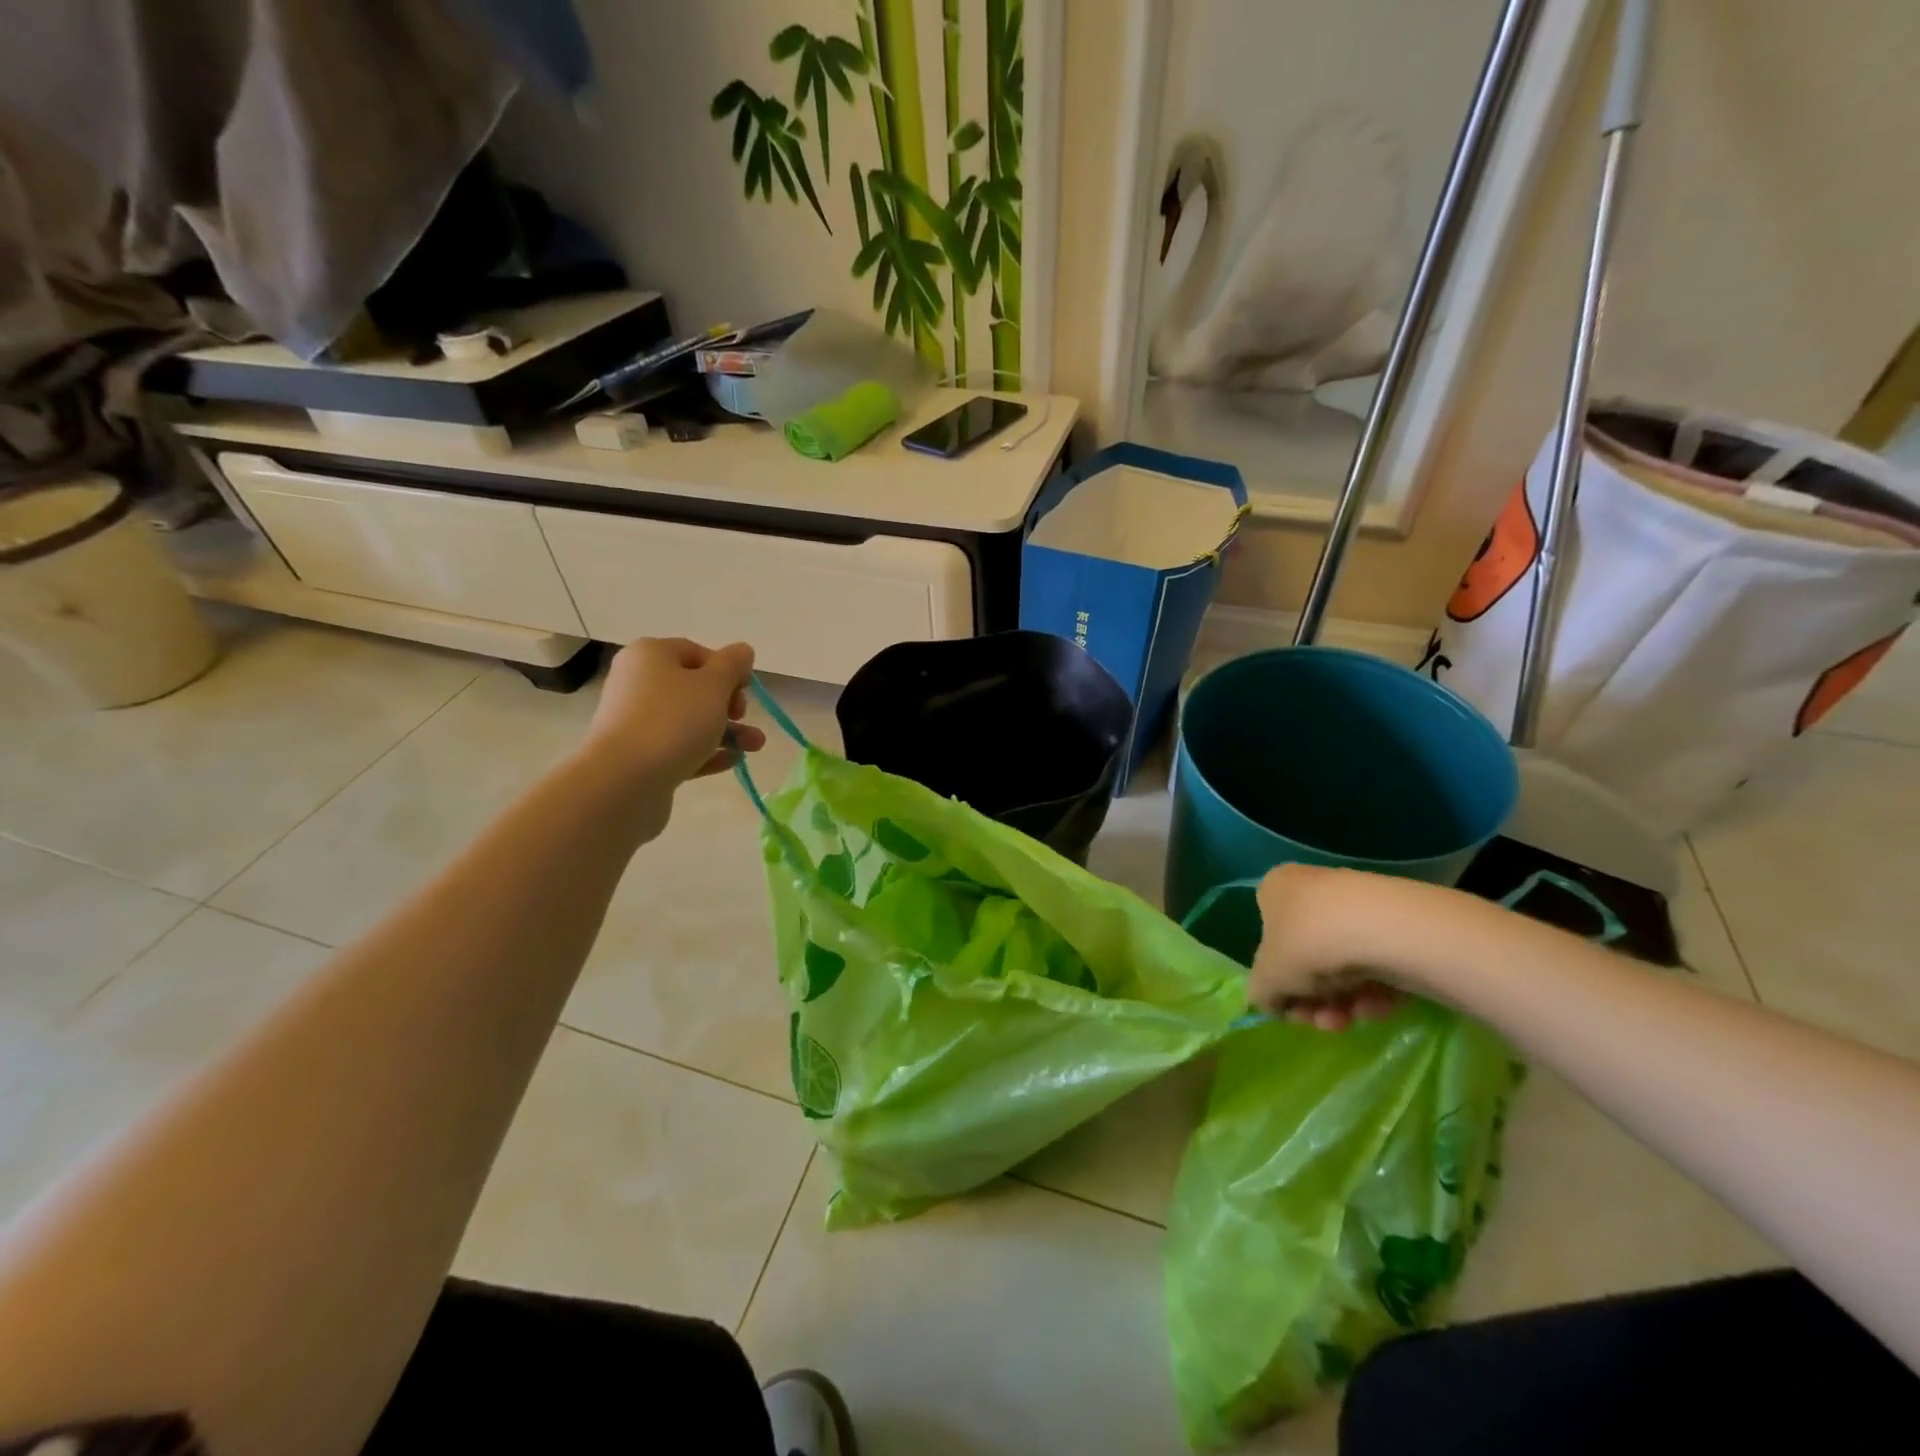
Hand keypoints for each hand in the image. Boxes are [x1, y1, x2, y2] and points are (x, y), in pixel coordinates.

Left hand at [581, 638, 766, 791]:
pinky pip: (679, 747)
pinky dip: (706, 752)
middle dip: (729, 705)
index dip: (727, 669)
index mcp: (650, 655)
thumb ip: (733, 664)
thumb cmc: (673, 721)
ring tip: (755, 746)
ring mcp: (636, 722)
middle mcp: (638, 683)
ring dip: (726, 731)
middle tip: (742, 717)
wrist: (623, 781)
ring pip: (689, 721)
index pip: (696, 653)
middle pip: (693, 688)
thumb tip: (742, 651)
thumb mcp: (714, 685)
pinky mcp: (639, 756)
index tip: (746, 690)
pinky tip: (732, 761)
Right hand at [1248, 864, 1404, 1031]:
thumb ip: (1261, 993)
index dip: (1278, 981)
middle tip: (1326, 1022)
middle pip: (1308, 958)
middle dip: (1316, 1000)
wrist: (1386, 930)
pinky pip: (1375, 962)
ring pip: (1342, 965)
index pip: (1268, 938)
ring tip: (1355, 1017)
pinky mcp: (1395, 922)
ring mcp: (1355, 904)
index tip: (1292, 1007)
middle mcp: (1312, 889)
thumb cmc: (1308, 944)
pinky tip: (1380, 1004)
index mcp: (1275, 889)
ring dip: (1344, 1002)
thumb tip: (1272, 1001)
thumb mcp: (1267, 978)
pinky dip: (1375, 989)